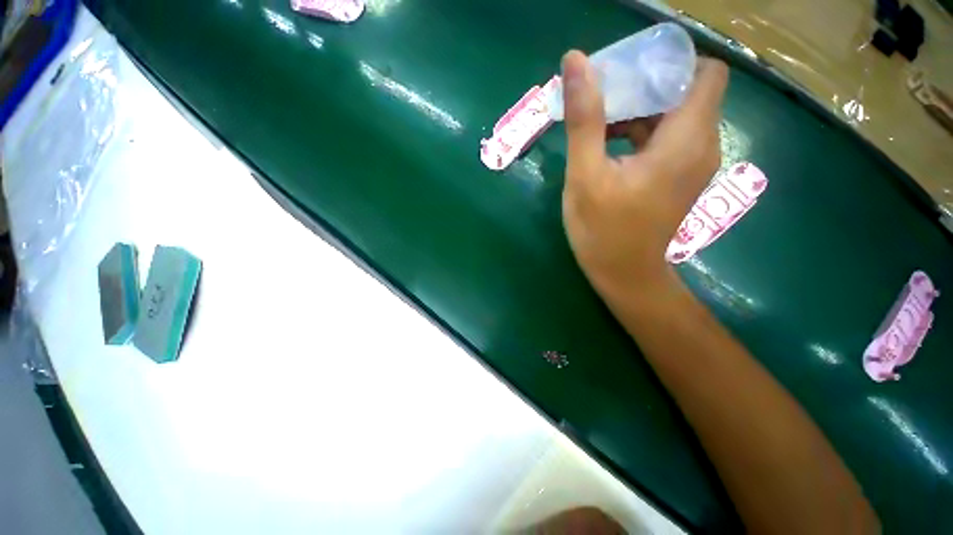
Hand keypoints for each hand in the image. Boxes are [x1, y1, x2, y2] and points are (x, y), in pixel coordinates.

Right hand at [560, 51, 727, 300]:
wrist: (624, 275)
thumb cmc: (603, 230)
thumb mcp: (586, 175)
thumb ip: (585, 118)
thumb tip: (575, 61)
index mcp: (686, 139)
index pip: (703, 71)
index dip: (668, 64)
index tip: (626, 73)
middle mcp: (701, 145)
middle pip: (687, 91)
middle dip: (646, 85)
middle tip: (603, 96)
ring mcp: (692, 164)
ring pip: (675, 116)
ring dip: (640, 110)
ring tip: (600, 121)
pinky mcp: (679, 178)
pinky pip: (668, 139)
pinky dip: (642, 132)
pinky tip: (609, 146)